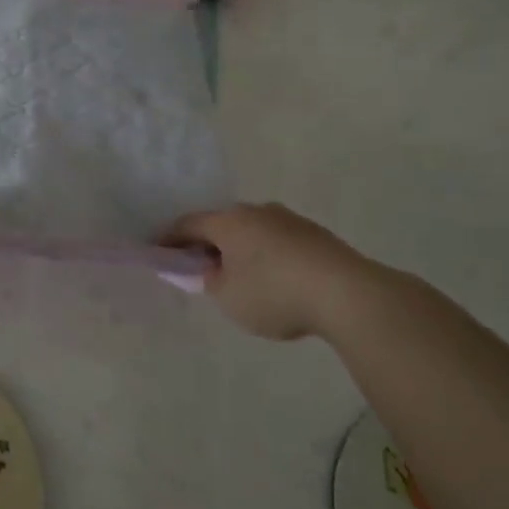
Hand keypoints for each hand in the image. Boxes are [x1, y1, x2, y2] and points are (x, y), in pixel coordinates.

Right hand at [163, 203, 386, 340]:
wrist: (349, 294)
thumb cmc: (275, 293)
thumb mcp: (228, 297)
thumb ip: (209, 281)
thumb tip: (210, 270)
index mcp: (228, 221)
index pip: (187, 224)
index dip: (169, 239)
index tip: (159, 252)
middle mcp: (256, 211)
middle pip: (222, 224)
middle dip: (208, 243)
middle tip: (200, 266)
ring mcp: (290, 220)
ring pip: (253, 231)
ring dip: (241, 249)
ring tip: (240, 276)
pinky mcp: (317, 236)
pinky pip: (278, 241)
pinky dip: (267, 256)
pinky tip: (274, 279)